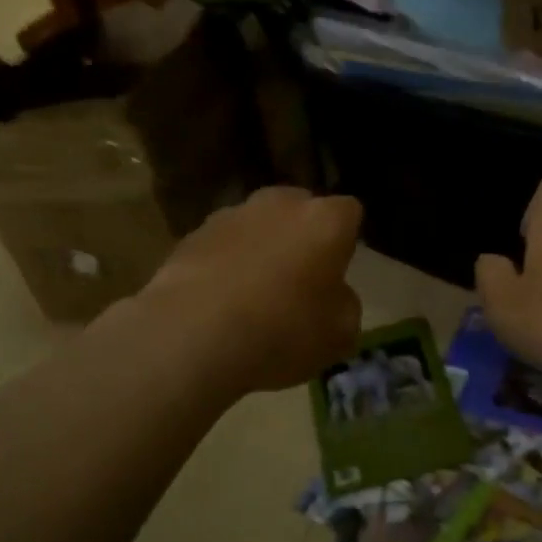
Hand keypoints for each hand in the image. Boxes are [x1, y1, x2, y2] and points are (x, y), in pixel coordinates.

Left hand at [137, 187, 363, 395]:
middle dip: (302, 235)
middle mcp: (280, 204)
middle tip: (299, 277)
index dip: (346, 239)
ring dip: (261, 247)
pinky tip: (219, 300)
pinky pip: (222, 245)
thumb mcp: (340, 334)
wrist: (193, 337)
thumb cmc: (282, 332)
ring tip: (253, 293)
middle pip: (299, 209)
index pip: (350, 212)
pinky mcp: (192, 235)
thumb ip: (345, 304)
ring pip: (257, 224)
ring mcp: (231, 215)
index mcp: (325, 220)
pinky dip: (225, 263)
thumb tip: (333, 295)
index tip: (339, 269)